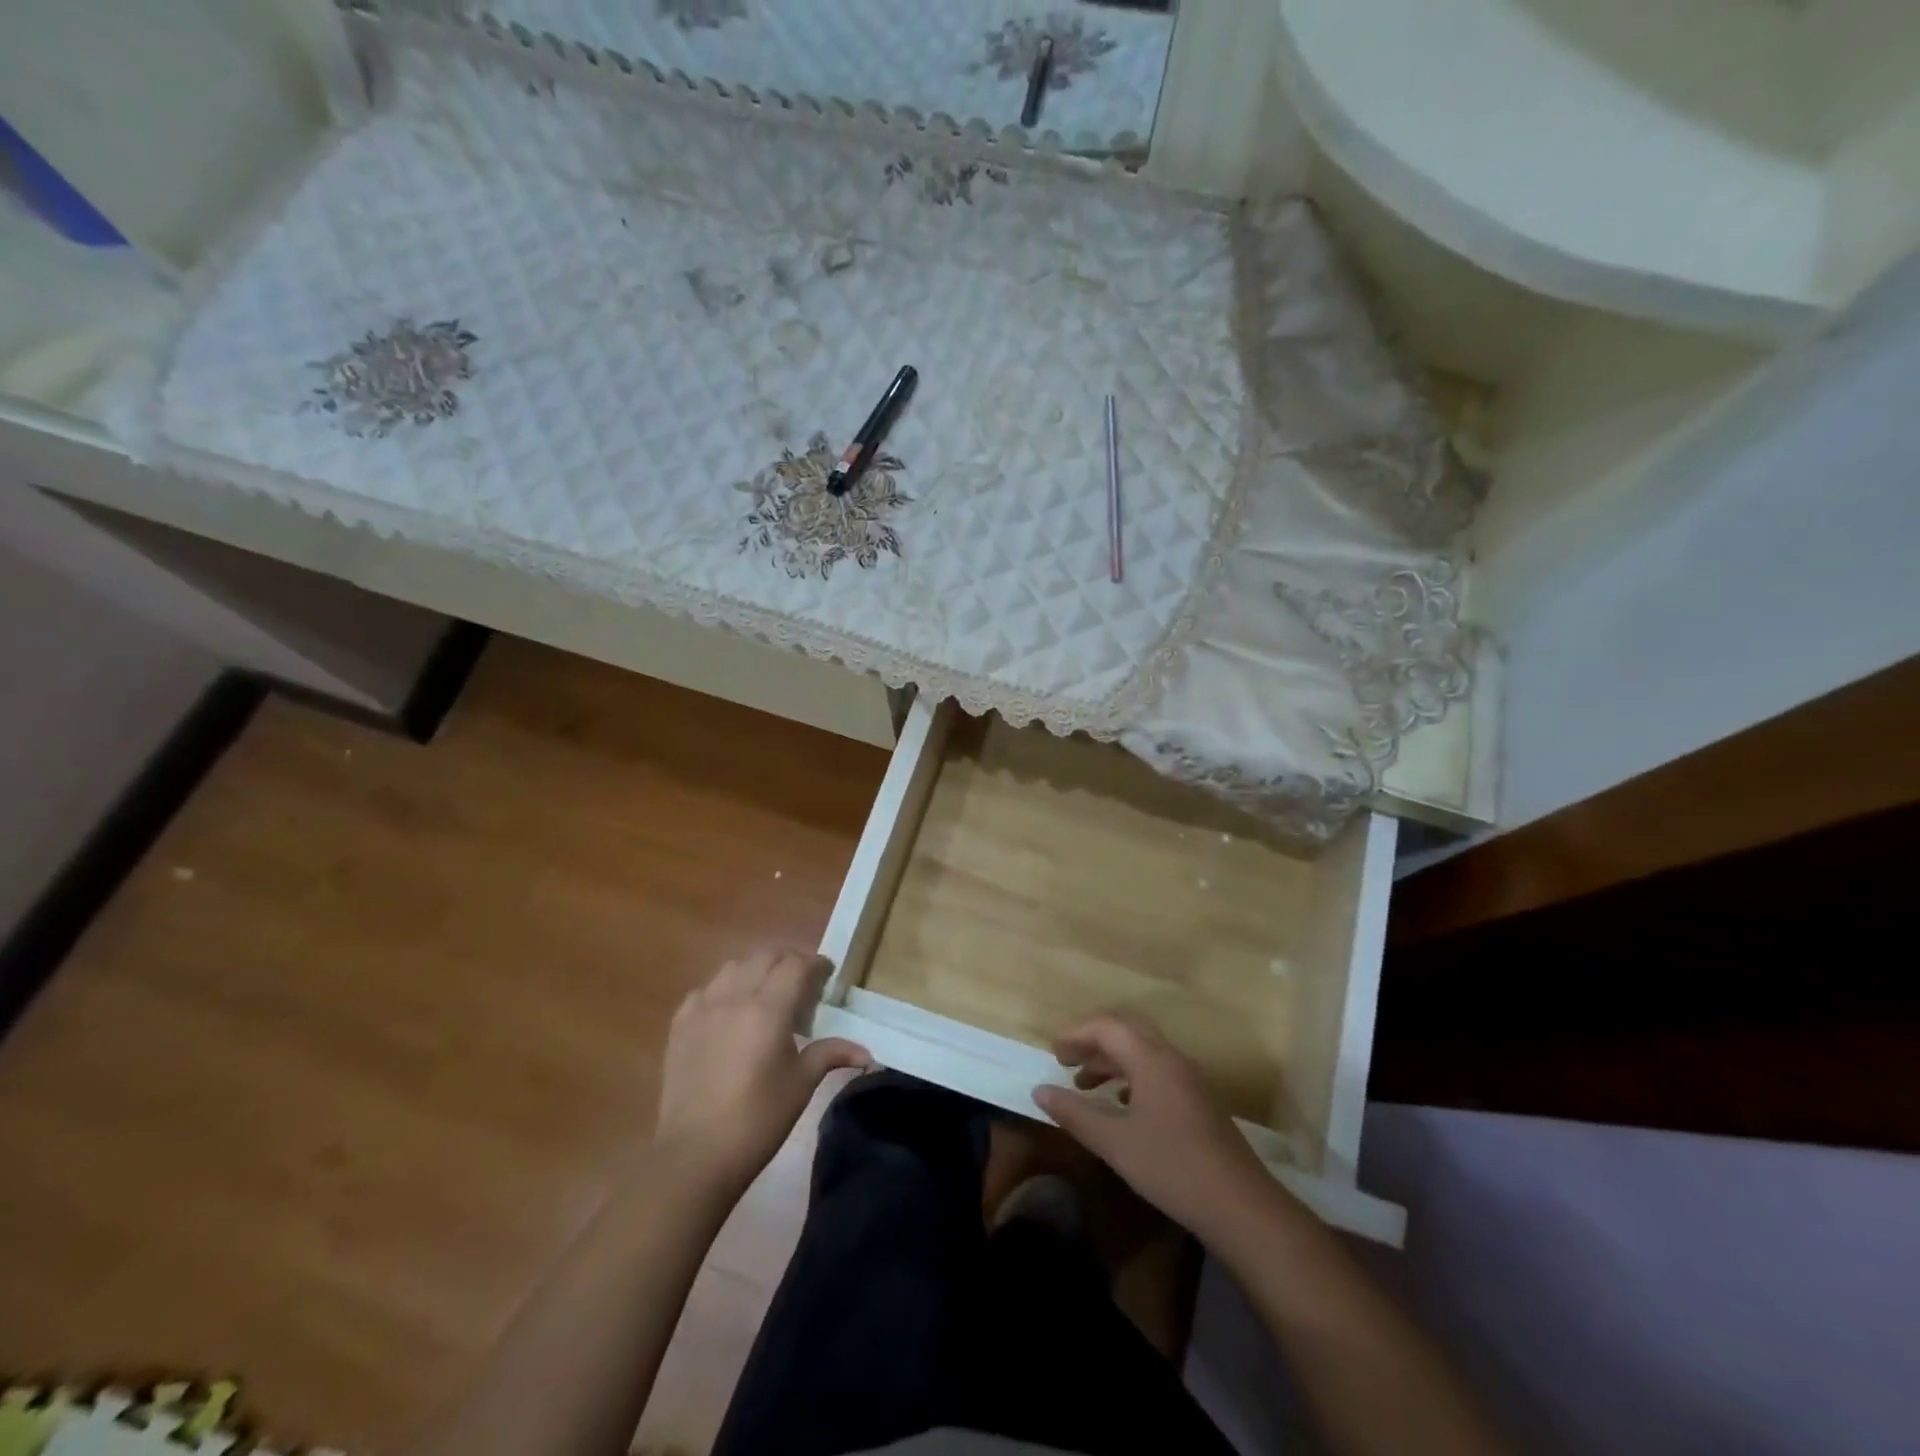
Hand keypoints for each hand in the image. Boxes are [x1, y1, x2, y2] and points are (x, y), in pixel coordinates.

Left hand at [654, 947, 870, 1198]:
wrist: (695, 1155)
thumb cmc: (757, 1120)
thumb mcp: (801, 1084)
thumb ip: (830, 1054)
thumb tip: (867, 1053)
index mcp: (768, 1009)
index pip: (796, 965)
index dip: (815, 964)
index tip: (827, 976)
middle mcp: (734, 997)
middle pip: (766, 956)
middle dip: (789, 960)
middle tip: (803, 981)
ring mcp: (703, 1008)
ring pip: (734, 966)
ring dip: (756, 969)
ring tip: (768, 991)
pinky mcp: (680, 1024)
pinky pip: (706, 989)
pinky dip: (725, 988)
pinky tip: (731, 1010)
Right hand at [1034, 1011, 1278, 1243]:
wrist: (1241, 1206)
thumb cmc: (1172, 1169)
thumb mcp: (1115, 1143)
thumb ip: (1075, 1114)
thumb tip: (1040, 1091)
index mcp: (1151, 1059)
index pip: (1107, 1026)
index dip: (1076, 1034)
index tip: (1053, 1053)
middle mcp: (1171, 1058)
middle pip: (1127, 1030)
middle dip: (1094, 1040)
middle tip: (1067, 1060)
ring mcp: (1190, 1077)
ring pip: (1144, 1050)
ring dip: (1112, 1059)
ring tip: (1086, 1085)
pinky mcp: (1199, 1098)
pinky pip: (1158, 1069)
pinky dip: (1133, 1075)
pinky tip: (1122, 1104)